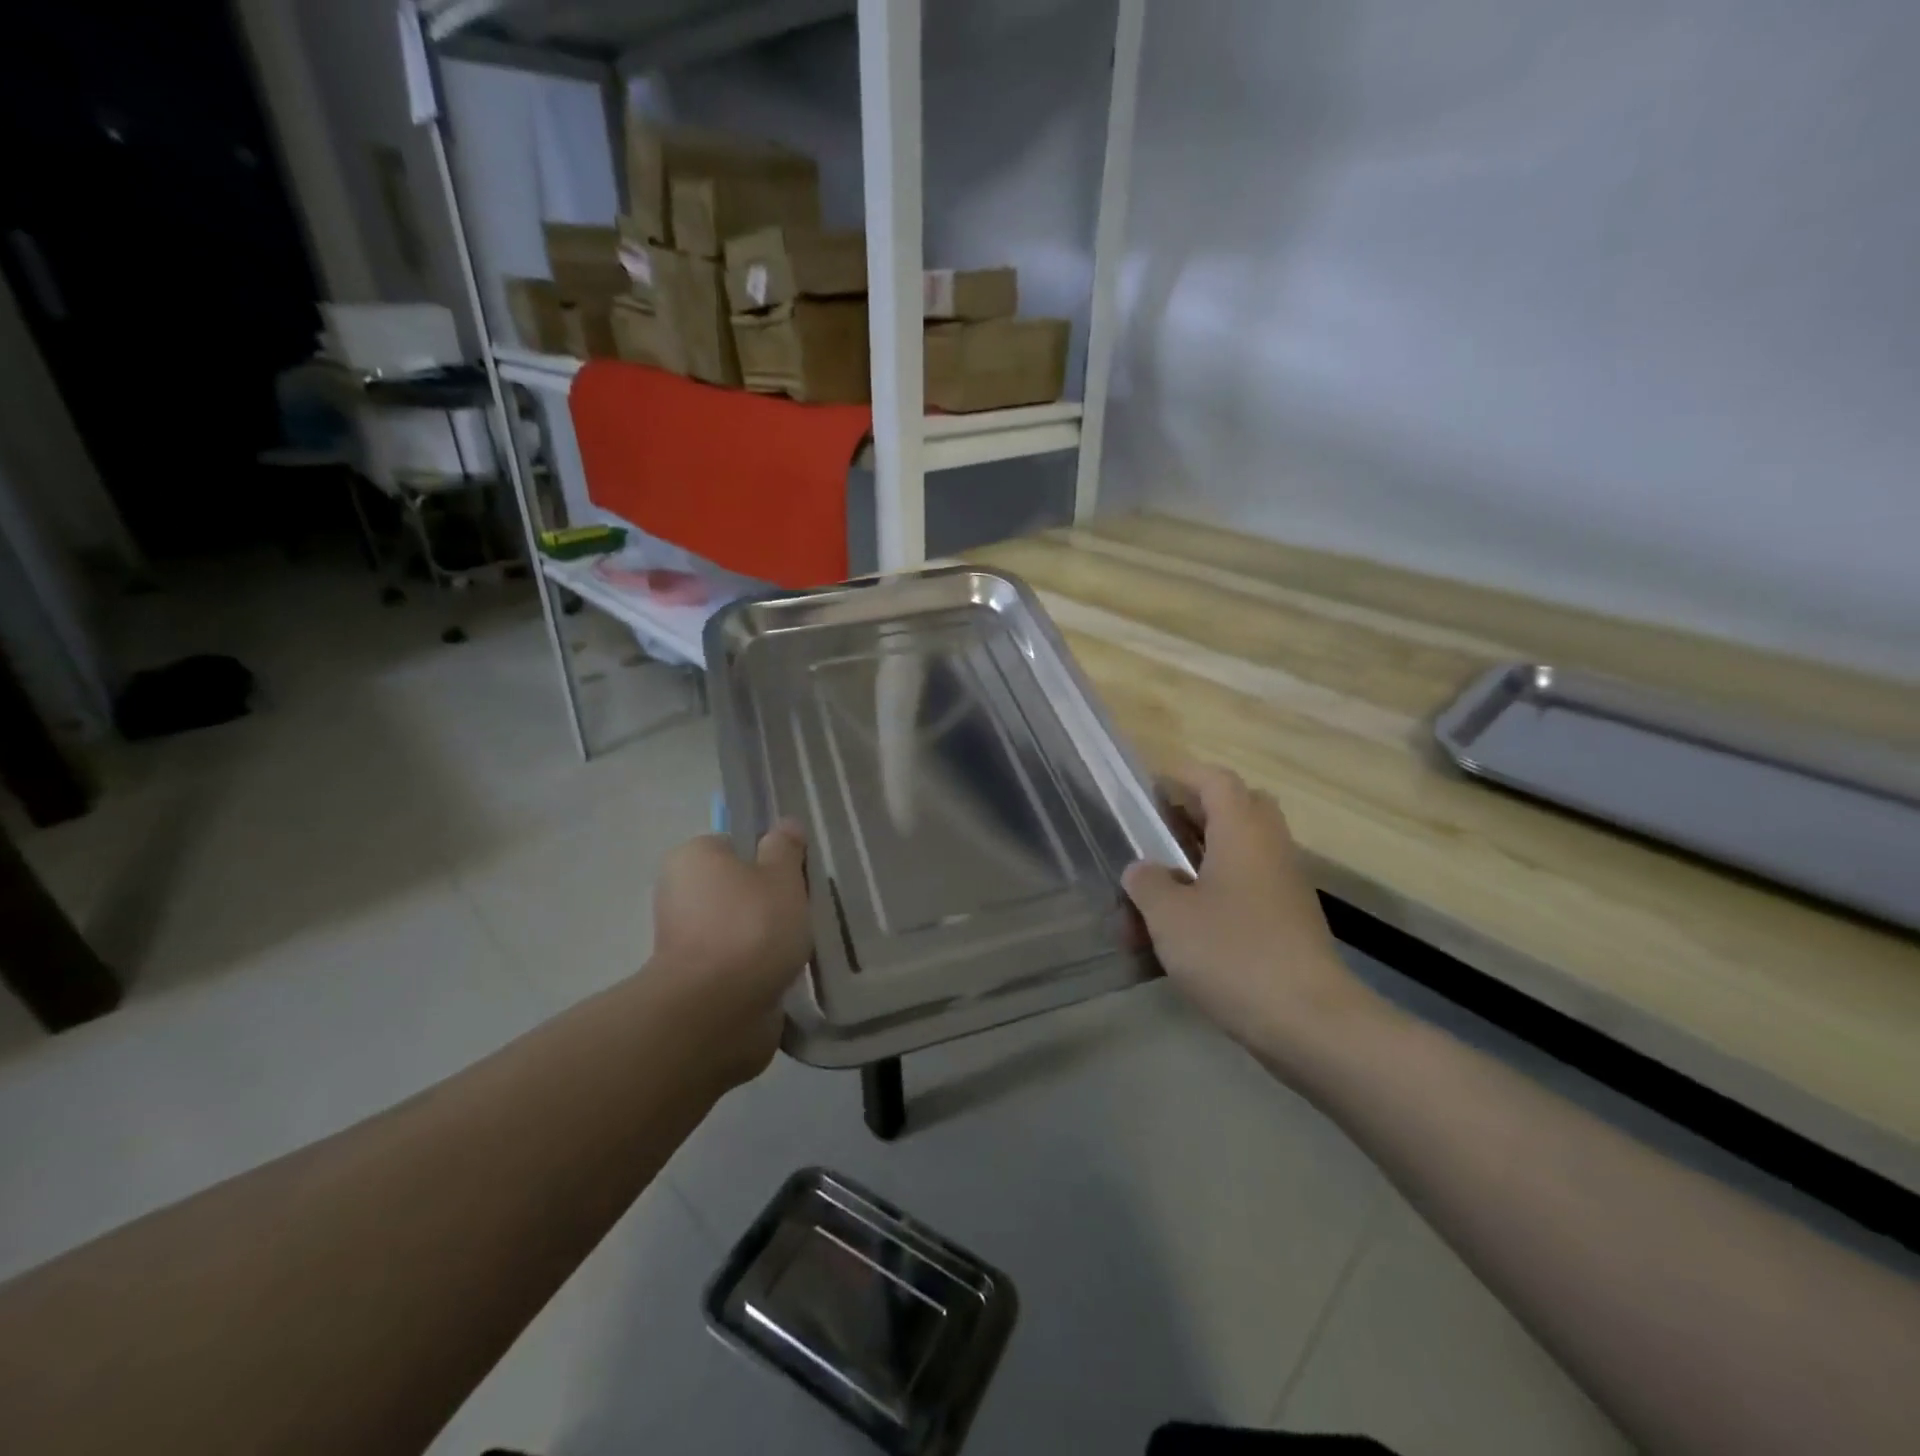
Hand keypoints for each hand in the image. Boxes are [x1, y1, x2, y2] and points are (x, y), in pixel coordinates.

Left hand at [650, 822, 810, 1087]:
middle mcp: (679, 893)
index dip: (770, 860)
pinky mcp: (693, 981)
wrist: (716, 1012)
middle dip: (769, 902)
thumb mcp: (782, 876)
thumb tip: (785, 825)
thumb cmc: (751, 928)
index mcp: (692, 857)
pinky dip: (756, 968)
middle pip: (738, 888)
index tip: (796, 880)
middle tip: (803, 914)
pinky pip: (735, 963)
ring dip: (765, 939)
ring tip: (799, 948)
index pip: (738, 846)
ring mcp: (682, 940)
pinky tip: (783, 975)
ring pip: (738, 928)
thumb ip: (785, 848)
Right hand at [1123, 765, 1372, 1071]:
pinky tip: (1177, 933)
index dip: (1177, 776)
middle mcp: (1268, 848)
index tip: (1144, 792)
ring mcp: (1282, 886)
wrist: (1310, 1023)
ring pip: (1235, 854)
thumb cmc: (1233, 953)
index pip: (1213, 779)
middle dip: (1189, 818)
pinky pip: (1243, 890)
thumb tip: (1142, 869)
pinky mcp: (1286, 922)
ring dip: (1193, 865)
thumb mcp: (1170, 915)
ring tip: (1151, 897)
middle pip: (1232, 810)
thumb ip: (1147, 882)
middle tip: (1153, 837)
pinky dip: (1209, 897)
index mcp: (1242, 831)